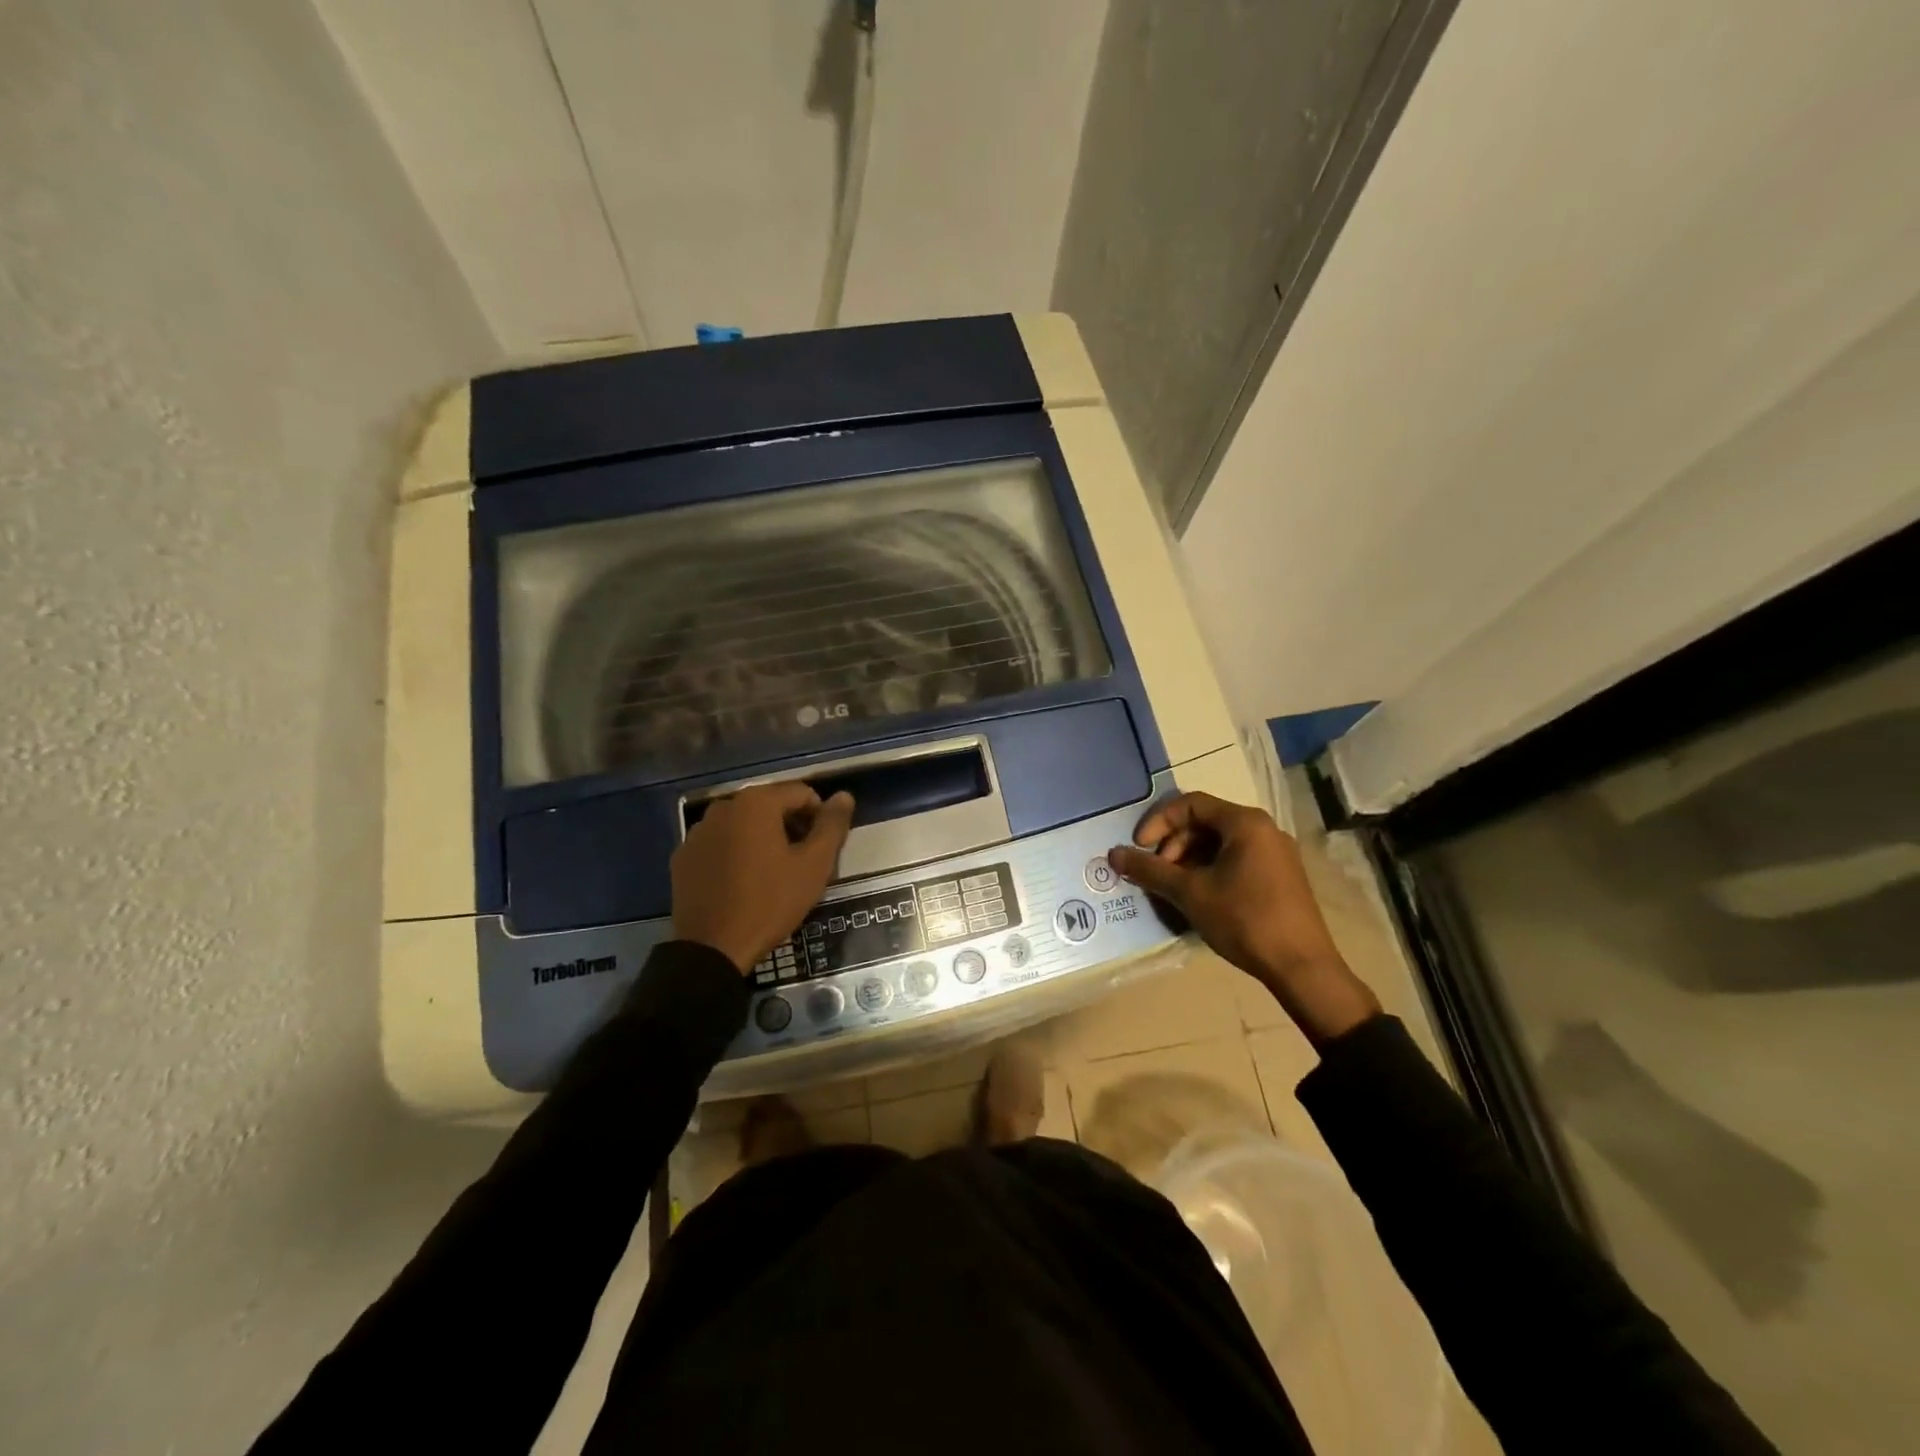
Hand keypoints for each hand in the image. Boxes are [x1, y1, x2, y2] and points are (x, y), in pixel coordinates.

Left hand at [671, 783, 855, 973]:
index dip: (819, 818)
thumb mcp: (814, 865)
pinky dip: (735, 853)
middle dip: (791, 827)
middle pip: (771, 805)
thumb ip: (832, 825)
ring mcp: (699, 831)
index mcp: (757, 802)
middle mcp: (724, 806)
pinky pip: (720, 843)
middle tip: (801, 864)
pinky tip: (742, 883)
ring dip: (763, 839)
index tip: (822, 850)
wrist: (713, 948)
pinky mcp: (683, 856)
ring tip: (772, 875)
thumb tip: (844, 796)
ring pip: (744, 824)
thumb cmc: (770, 902)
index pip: (802, 793)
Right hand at [1108, 792, 1379, 1045]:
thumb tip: (1113, 854)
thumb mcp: (1190, 893)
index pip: (1190, 804)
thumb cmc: (1244, 920)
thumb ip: (1150, 870)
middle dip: (1173, 845)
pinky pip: (1237, 860)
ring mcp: (1276, 853)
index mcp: (1245, 823)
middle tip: (1158, 874)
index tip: (1139, 848)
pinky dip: (1210, 870)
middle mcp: (1264, 829)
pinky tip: (1200, 899)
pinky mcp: (1281, 876)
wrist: (1302, 967)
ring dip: (1189, 860)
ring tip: (1175, 890)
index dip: (1158, 822)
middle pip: (1205, 822)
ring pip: (1220, 843)